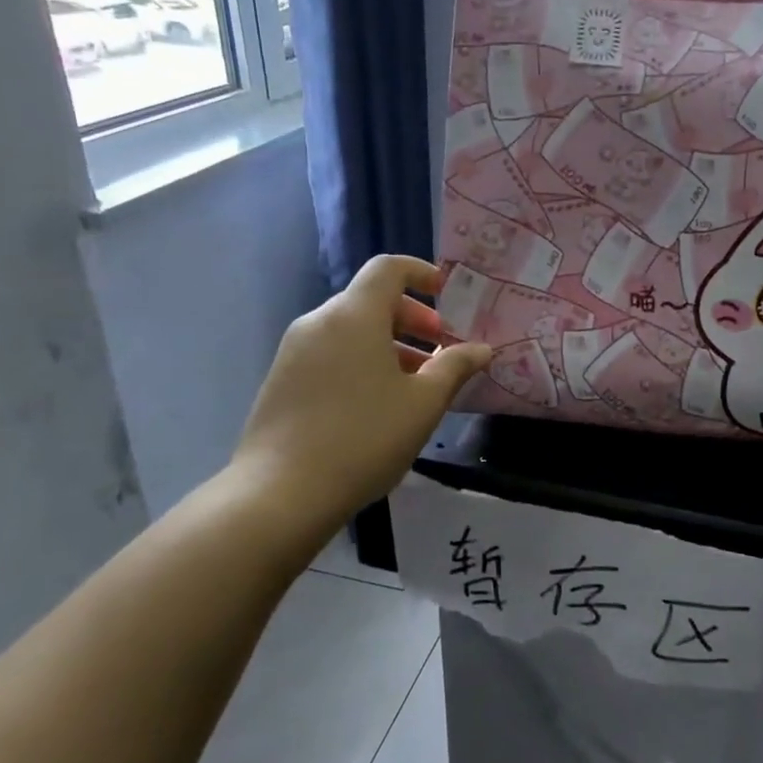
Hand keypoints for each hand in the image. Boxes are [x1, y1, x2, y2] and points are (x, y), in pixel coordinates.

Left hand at [231, 256, 491, 545]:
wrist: (281, 494)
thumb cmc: (364, 438)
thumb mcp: (424, 403)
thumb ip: (455, 367)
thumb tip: (481, 349)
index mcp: (354, 316)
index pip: (388, 269)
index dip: (421, 273)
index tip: (448, 295)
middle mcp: (319, 322)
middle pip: (371, 300)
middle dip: (412, 319)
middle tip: (441, 350)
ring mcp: (295, 351)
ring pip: (351, 330)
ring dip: (390, 345)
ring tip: (417, 384)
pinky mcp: (282, 380)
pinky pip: (331, 353)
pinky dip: (362, 361)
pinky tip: (379, 404)